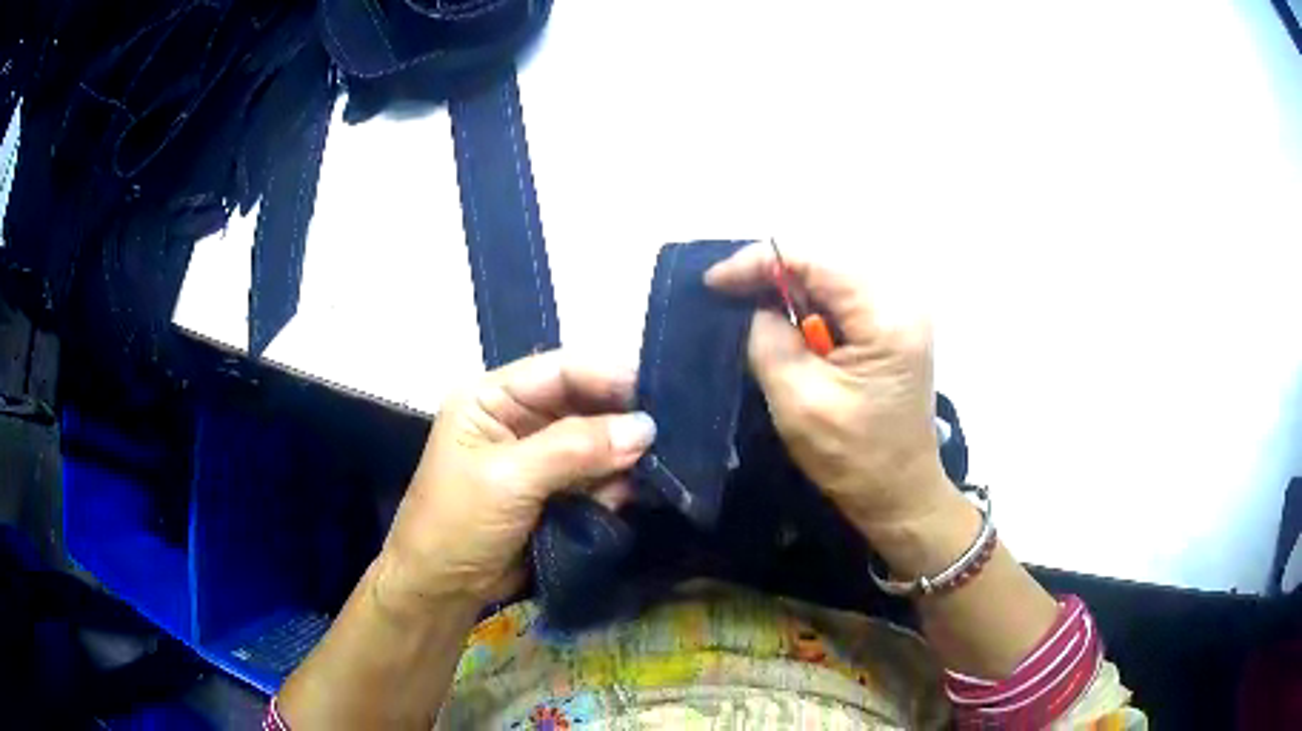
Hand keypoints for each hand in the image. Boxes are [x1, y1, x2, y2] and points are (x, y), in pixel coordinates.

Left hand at [375, 351, 656, 612]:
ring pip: (596, 441)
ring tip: (652, 473)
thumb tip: (646, 428)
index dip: (608, 376)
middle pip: (583, 403)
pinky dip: (614, 484)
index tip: (660, 393)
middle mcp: (517, 418)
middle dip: (620, 420)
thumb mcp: (508, 479)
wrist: (442, 589)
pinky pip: (597, 475)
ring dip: (621, 457)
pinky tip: (626, 497)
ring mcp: (538, 456)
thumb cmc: (458, 523)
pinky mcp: (555, 490)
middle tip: (669, 436)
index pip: (558, 371)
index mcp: (491, 398)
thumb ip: (574, 448)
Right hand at [706, 244, 951, 538]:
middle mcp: (900, 301)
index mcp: (886, 316)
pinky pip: (841, 300)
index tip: (714, 283)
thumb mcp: (799, 402)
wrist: (900, 495)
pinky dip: (806, 306)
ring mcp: (900, 313)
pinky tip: (783, 323)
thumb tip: (756, 308)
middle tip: (726, 295)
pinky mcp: (892, 329)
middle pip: (824, 262)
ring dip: (787, 290)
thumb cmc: (854, 459)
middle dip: (771, 273)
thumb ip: (769, 341)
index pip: (815, 260)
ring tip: (746, 306)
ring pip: (830, 278)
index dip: (758, 262)